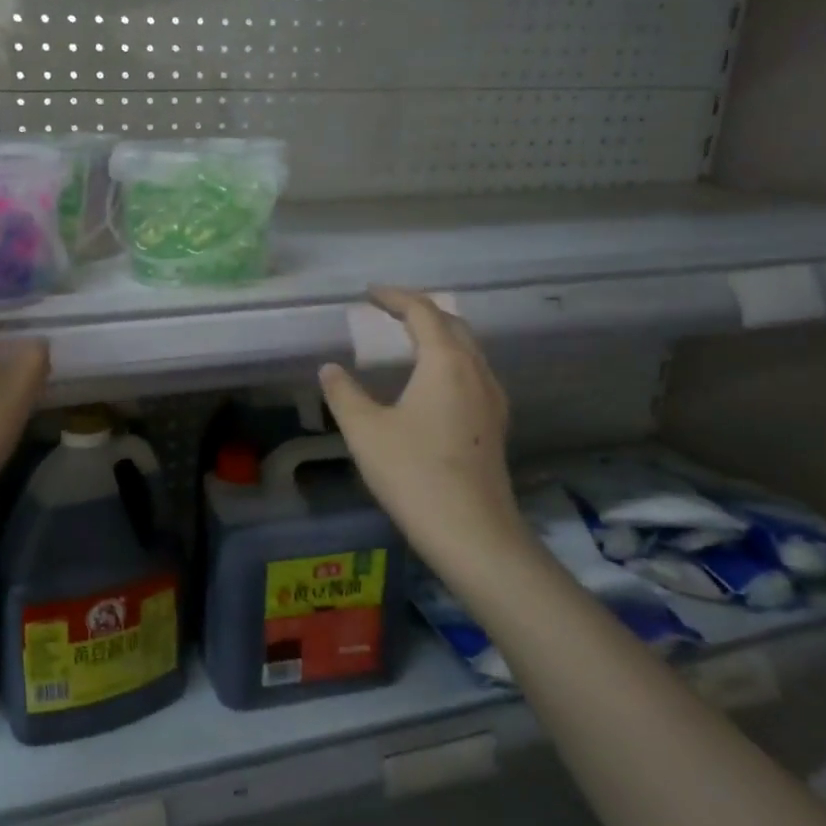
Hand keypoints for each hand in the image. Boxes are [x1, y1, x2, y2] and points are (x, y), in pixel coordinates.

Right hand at [319, 288, 524, 573]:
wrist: (471, 532)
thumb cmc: (413, 473)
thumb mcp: (365, 430)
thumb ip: (343, 393)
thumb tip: (330, 368)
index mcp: (446, 362)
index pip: (423, 311)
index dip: (395, 296)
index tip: (369, 293)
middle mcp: (476, 371)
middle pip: (452, 324)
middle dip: (420, 311)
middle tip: (388, 311)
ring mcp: (492, 399)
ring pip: (468, 349)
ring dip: (439, 336)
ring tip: (408, 341)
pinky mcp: (495, 424)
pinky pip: (474, 373)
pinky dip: (450, 361)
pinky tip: (432, 384)